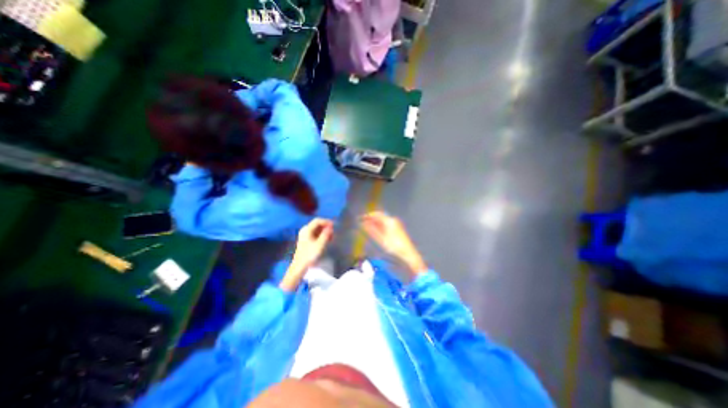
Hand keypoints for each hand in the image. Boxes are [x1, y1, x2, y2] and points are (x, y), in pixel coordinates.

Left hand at [279, 219, 332, 291]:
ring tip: (331, 236)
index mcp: (307, 230)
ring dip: (324, 231)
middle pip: (317, 224)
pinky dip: (321, 235)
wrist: (299, 267)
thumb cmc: (309, 255)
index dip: (326, 221)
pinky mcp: (306, 240)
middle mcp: (305, 230)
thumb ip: (326, 234)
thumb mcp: (320, 245)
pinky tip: (327, 240)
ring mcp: (305, 235)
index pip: (318, 221)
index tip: (334, 225)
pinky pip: (315, 234)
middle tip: (334, 231)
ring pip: (317, 229)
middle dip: (326, 227)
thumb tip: (331, 227)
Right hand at [362, 210, 427, 276]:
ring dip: (375, 221)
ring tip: (367, 226)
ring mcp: (396, 223)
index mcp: (389, 221)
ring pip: (383, 219)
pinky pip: (386, 223)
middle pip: (380, 216)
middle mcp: (393, 220)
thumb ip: (372, 230)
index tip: (361, 218)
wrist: (407, 253)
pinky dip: (380, 224)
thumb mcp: (381, 239)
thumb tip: (364, 224)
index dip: (368, 216)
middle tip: (363, 221)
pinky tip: (376, 229)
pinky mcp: (397, 227)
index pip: (376, 214)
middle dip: (371, 218)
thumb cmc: (394, 247)